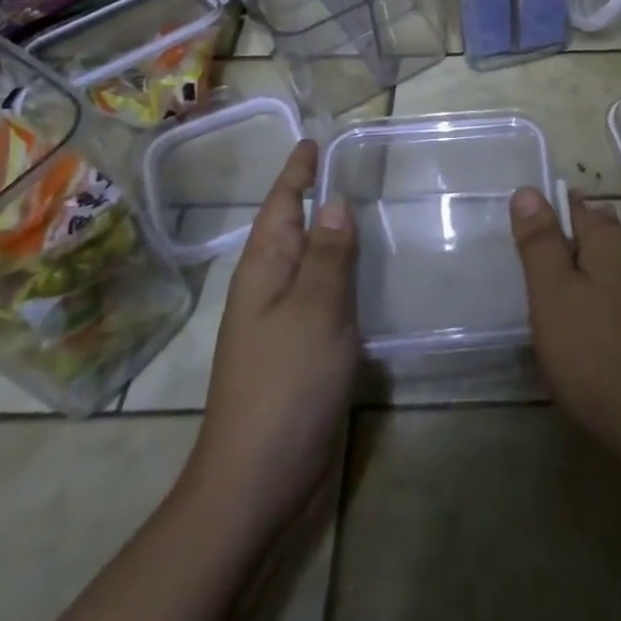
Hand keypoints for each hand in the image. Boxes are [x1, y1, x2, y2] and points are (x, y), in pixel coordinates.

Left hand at [187, 140, 358, 535]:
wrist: (256, 479)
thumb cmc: (285, 384)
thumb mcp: (315, 310)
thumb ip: (329, 255)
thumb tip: (337, 201)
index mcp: (264, 268)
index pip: (282, 204)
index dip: (298, 173)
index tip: (314, 141)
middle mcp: (267, 288)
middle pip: (293, 229)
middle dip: (315, 196)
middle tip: (353, 167)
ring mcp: (280, 322)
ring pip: (308, 262)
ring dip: (330, 234)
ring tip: (363, 209)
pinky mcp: (297, 350)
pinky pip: (321, 294)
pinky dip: (340, 273)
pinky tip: (363, 275)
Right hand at [509, 187, 620, 479]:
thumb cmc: (601, 359)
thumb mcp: (553, 299)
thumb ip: (540, 243)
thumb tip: (527, 190)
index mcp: (613, 241)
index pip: (577, 208)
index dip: (552, 219)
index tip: (534, 242)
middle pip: (606, 239)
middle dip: (579, 250)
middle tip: (550, 282)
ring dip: (605, 281)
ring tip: (580, 311)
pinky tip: (616, 340)